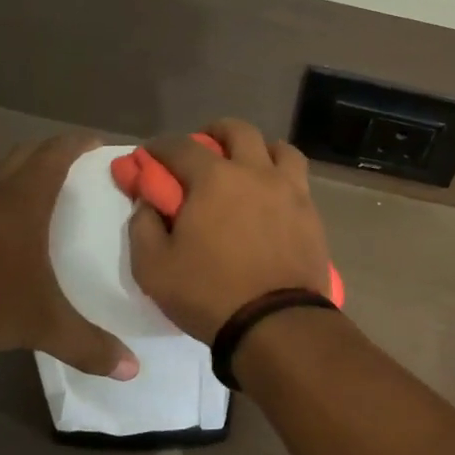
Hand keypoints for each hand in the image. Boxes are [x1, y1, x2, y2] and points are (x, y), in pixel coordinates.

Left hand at [0, 133, 138, 377]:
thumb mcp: (41, 324)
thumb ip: (87, 344)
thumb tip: (131, 369)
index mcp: (24, 198)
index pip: (56, 153)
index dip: (78, 144)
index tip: (96, 144)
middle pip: (23, 153)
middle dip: (47, 153)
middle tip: (67, 167)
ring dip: (9, 171)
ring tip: (23, 189)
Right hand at [129, 119, 333, 340]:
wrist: (276, 323)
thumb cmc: (210, 294)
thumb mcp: (154, 268)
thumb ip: (143, 227)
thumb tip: (148, 202)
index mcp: (214, 179)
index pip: (181, 146)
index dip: (160, 147)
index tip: (151, 156)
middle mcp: (255, 172)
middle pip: (238, 131)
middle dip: (215, 133)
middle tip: (204, 149)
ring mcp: (290, 190)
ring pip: (279, 148)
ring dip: (259, 149)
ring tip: (248, 168)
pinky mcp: (311, 212)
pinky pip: (298, 178)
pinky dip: (282, 176)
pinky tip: (272, 197)